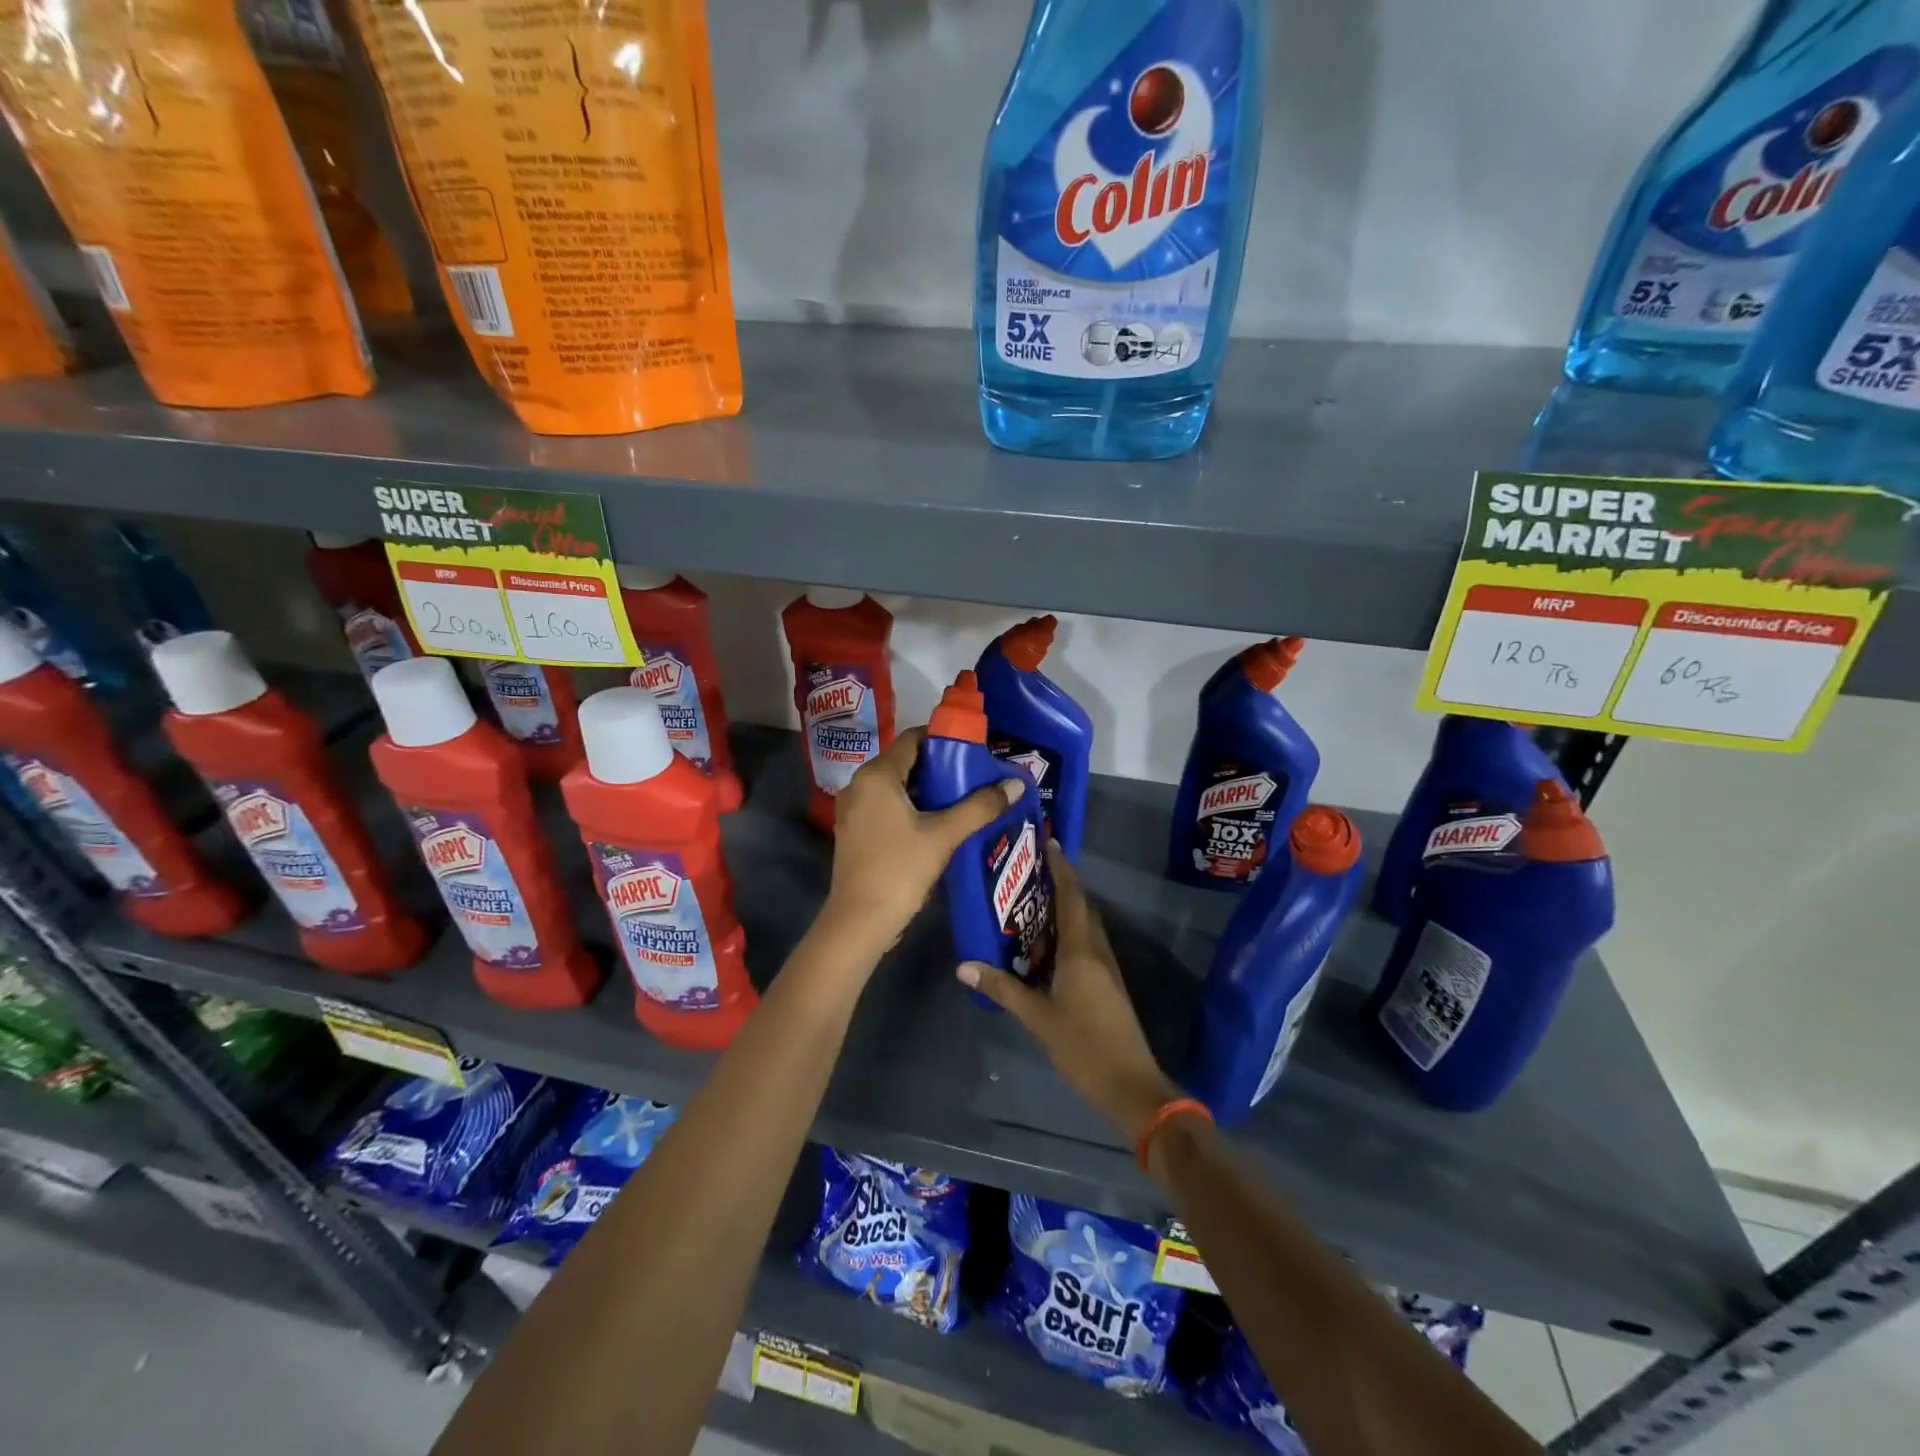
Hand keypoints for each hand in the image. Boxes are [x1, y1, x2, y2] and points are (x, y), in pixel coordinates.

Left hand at [820, 727, 1024, 957]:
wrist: (859, 921)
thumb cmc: (900, 870)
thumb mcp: (945, 835)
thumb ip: (980, 806)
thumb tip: (1017, 784)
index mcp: (877, 775)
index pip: (913, 739)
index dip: (945, 739)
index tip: (976, 749)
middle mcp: (859, 784)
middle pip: (906, 762)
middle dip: (941, 766)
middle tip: (977, 775)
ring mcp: (854, 809)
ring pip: (897, 786)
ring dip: (928, 789)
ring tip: (964, 797)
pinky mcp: (855, 831)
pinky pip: (887, 806)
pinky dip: (912, 807)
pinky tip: (939, 822)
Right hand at [959, 842, 1180, 1142]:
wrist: (1131, 1085)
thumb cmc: (1082, 1046)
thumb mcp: (1037, 1018)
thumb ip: (1003, 989)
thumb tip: (964, 965)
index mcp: (1081, 951)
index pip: (1071, 898)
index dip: (1061, 869)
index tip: (1049, 843)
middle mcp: (1097, 951)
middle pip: (1082, 907)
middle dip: (1063, 883)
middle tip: (1034, 869)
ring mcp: (1107, 969)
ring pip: (1087, 926)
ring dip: (1068, 908)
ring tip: (1036, 900)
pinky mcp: (1109, 985)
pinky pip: (1088, 945)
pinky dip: (1070, 933)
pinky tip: (1049, 945)